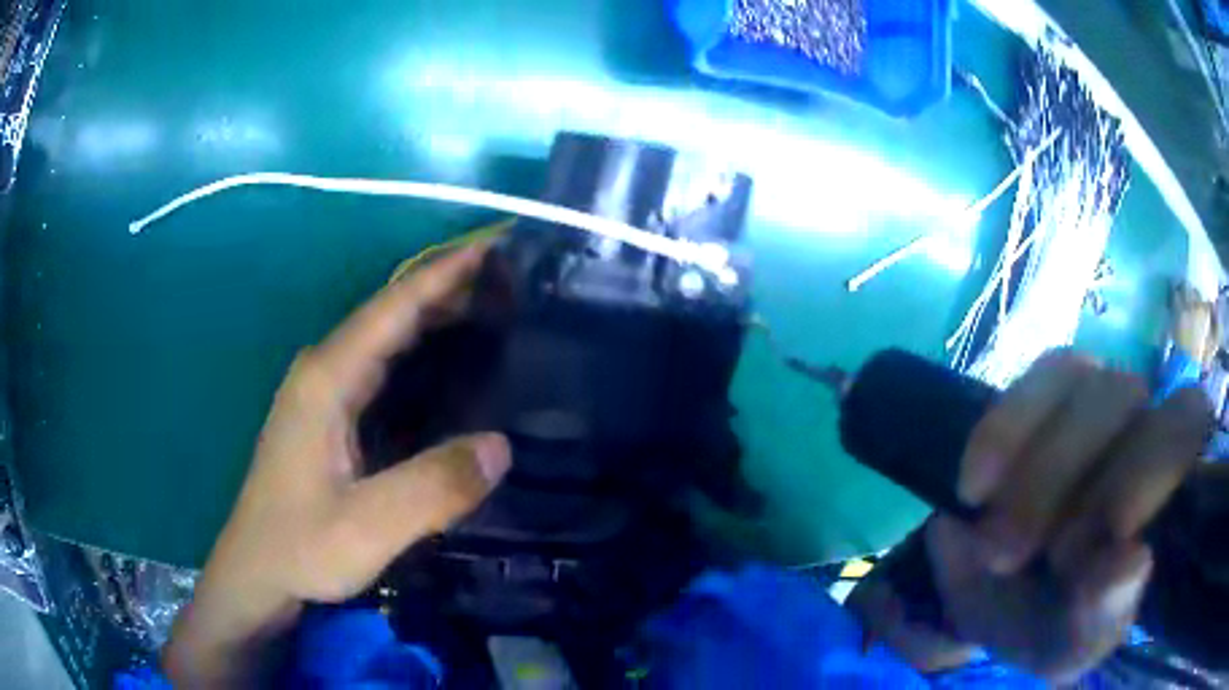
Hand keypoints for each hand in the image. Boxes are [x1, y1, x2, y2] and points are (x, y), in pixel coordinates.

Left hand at [164, 243, 510, 686]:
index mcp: (327, 379)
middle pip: (391, 313)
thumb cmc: (300, 547)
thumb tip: (502, 447)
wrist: (258, 575)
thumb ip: (433, 487)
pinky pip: (382, 367)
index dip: (445, 273)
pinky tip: (451, 365)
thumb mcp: (367, 527)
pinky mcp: (328, 417)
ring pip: (386, 338)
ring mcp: (323, 393)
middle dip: (448, 288)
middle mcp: (324, 371)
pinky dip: (420, 352)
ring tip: (495, 311)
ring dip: (435, 317)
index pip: (393, 306)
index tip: (495, 247)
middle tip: (512, 282)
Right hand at [928, 350, 1211, 681]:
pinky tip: (973, 490)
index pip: (1188, 422)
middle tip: (1015, 557)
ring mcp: (1094, 398)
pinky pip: (1032, 384)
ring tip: (992, 544)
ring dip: (1033, 471)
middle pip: (1129, 397)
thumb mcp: (1071, 645)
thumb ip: (1102, 618)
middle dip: (1073, 479)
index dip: (1157, 462)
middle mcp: (1140, 422)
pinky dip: (1001, 435)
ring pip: (1082, 385)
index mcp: (1167, 482)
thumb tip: (1135, 562)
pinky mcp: (1045, 392)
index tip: (1113, 532)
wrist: (993, 594)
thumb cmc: (1048, 623)